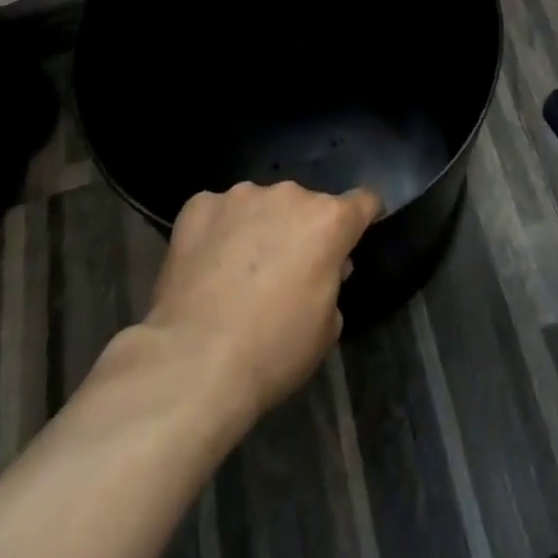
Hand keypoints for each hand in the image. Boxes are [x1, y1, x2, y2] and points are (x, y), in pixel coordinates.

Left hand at [141, 181, 380, 421]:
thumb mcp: (326, 328)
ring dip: (258, 227)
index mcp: (328, 220)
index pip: (363, 201)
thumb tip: (325, 266)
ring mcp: (241, 196)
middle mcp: (289, 194)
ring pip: (260, 205)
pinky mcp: (199, 205)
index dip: (363, 217)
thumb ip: (333, 282)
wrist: (194, 363)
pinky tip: (204, 267)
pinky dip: (217, 232)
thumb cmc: (272, 351)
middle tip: (284, 272)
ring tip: (237, 272)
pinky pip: (217, 212)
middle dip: (300, 230)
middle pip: (305, 205)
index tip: (354, 235)